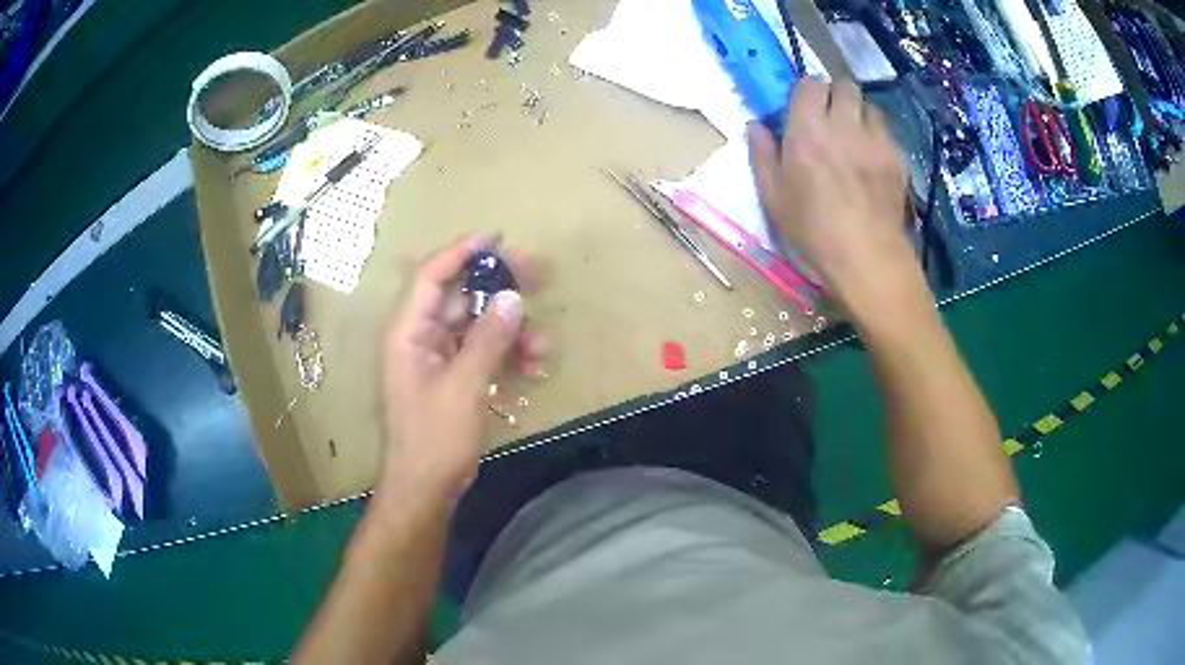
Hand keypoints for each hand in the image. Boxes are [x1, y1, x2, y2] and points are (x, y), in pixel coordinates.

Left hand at [381, 235, 546, 502]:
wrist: (426, 486)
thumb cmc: (434, 437)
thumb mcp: (464, 387)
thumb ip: (488, 340)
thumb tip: (514, 298)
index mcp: (409, 331)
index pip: (431, 276)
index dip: (461, 252)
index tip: (498, 239)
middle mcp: (421, 336)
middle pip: (462, 294)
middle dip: (500, 286)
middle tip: (539, 274)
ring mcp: (439, 356)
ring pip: (479, 324)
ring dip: (513, 330)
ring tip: (544, 348)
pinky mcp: (455, 375)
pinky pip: (483, 350)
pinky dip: (508, 354)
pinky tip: (533, 370)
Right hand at [748, 78, 925, 320]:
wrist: (868, 259)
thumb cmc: (814, 231)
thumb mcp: (774, 198)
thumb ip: (763, 155)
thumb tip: (756, 126)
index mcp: (808, 130)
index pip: (810, 84)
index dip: (807, 92)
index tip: (804, 108)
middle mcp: (844, 125)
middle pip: (845, 85)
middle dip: (836, 95)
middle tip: (831, 118)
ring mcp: (877, 140)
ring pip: (870, 106)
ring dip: (859, 114)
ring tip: (855, 137)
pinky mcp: (898, 158)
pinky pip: (887, 133)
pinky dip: (878, 137)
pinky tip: (873, 161)